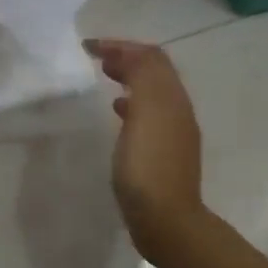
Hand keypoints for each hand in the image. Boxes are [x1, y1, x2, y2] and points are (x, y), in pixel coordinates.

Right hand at [85, 38, 204, 252]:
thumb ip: (141, 76)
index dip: (122, 45)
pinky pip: (148, 115)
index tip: (90, 46)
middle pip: (155, 71)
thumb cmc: (149, 165)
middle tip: (97, 58)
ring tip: (105, 78)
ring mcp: (173, 133)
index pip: (151, 56)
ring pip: (151, 92)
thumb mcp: (146, 112)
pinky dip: (131, 103)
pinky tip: (117, 112)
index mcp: (172, 97)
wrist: (166, 221)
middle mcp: (178, 109)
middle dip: (127, 58)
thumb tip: (129, 53)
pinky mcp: (163, 153)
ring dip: (129, 78)